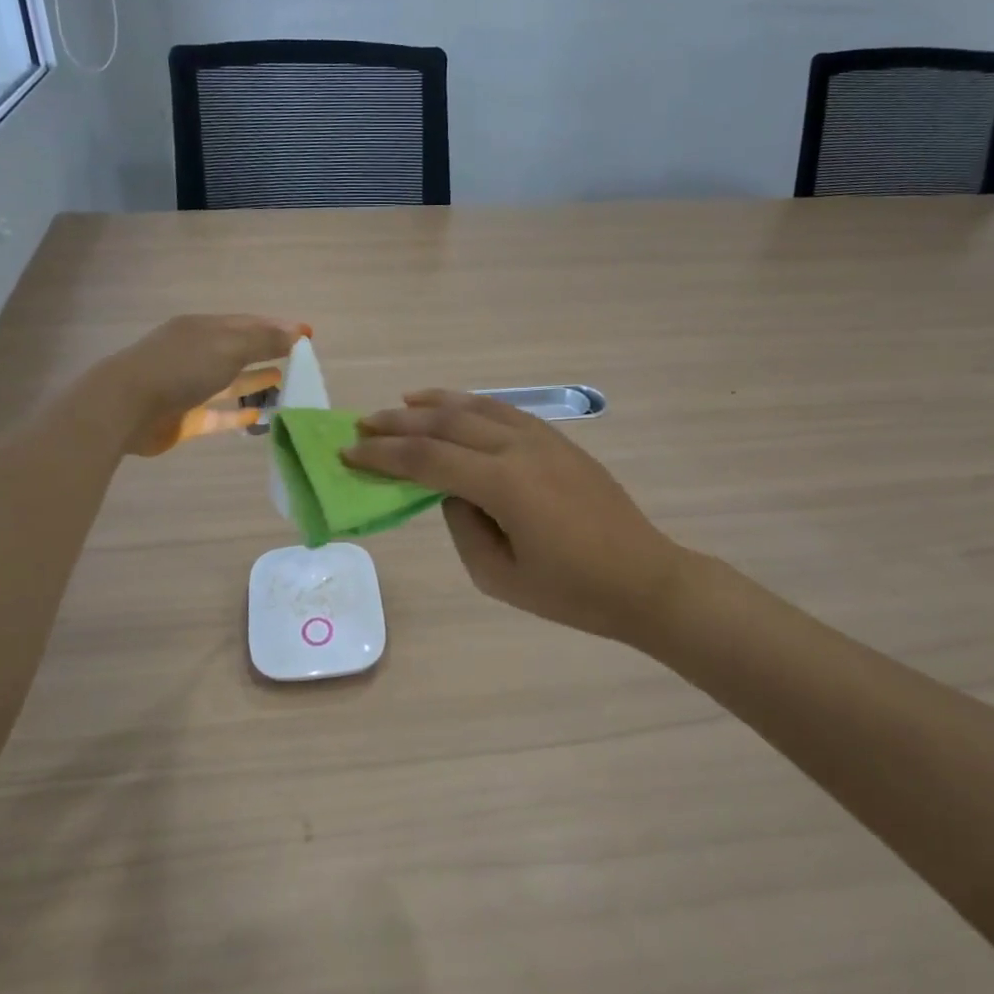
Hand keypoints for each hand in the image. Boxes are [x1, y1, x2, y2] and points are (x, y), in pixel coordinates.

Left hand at [95, 315, 306, 456]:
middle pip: (239, 351)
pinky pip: (219, 414)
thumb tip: (298, 332)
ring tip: (285, 384)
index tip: (307, 335)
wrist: (126, 407)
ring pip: (230, 383)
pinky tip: (260, 416)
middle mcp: (196, 353)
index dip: (278, 327)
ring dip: (256, 382)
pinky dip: (239, 414)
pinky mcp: (185, 417)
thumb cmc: (180, 368)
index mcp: (203, 329)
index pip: (248, 324)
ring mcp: (189, 386)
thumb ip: (264, 341)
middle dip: (268, 353)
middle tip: (300, 362)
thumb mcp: (228, 346)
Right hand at [345, 391, 691, 641]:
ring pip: (476, 407)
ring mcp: (542, 438)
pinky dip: (472, 404)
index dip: (383, 455)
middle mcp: (519, 448)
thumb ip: (463, 528)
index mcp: (503, 484)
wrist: (644, 578)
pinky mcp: (558, 440)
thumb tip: (452, 493)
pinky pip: (505, 411)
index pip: (427, 459)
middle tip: (362, 424)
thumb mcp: (499, 577)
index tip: (348, 452)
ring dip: (434, 403)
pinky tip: (457, 408)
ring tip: (401, 402)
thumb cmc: (572, 591)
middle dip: (398, 422)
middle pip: (446, 423)